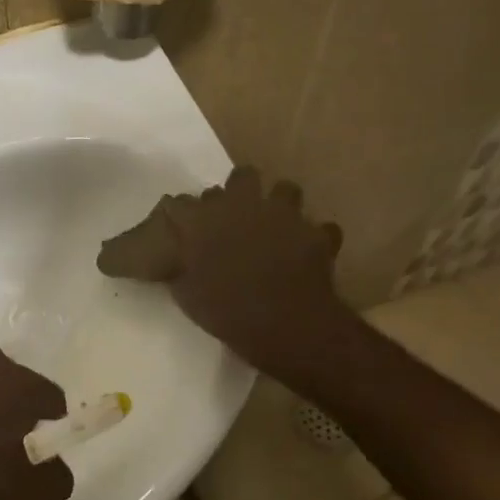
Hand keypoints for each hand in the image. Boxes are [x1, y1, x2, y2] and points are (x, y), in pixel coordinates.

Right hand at [98, 166, 347, 377]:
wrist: (282, 322)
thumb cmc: (225, 310)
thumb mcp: (186, 293)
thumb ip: (181, 268)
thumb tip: (179, 261)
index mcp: (204, 218)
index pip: (182, 202)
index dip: (182, 213)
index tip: (182, 226)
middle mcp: (244, 205)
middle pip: (241, 177)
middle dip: (237, 191)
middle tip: (233, 216)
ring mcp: (284, 215)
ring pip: (285, 189)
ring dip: (279, 203)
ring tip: (274, 224)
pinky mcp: (316, 234)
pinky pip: (320, 228)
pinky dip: (314, 238)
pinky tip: (307, 251)